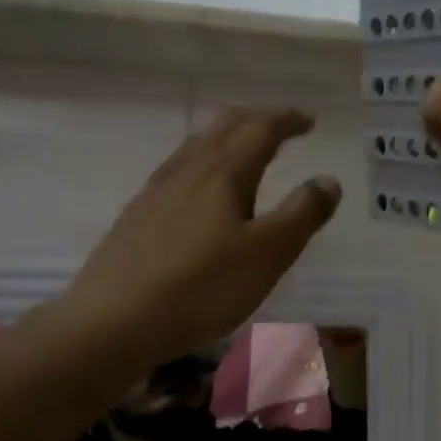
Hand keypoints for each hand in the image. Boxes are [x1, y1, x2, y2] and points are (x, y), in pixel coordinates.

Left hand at [47, 109, 341, 378]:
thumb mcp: (268, 254)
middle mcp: (188, 170)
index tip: (309, 122)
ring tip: (243, 151)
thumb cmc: (202, 287)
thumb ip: (302, 214)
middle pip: (224, 127)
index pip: (261, 129)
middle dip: (256, 119)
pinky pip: (178, 171)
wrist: (113, 321)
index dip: (287, 120)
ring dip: (226, 138)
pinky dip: (202, 163)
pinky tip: (198, 191)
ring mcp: (156, 191)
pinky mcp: (137, 216)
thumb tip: (328, 180)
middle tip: (280, 126)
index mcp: (224, 172)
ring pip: (196, 146)